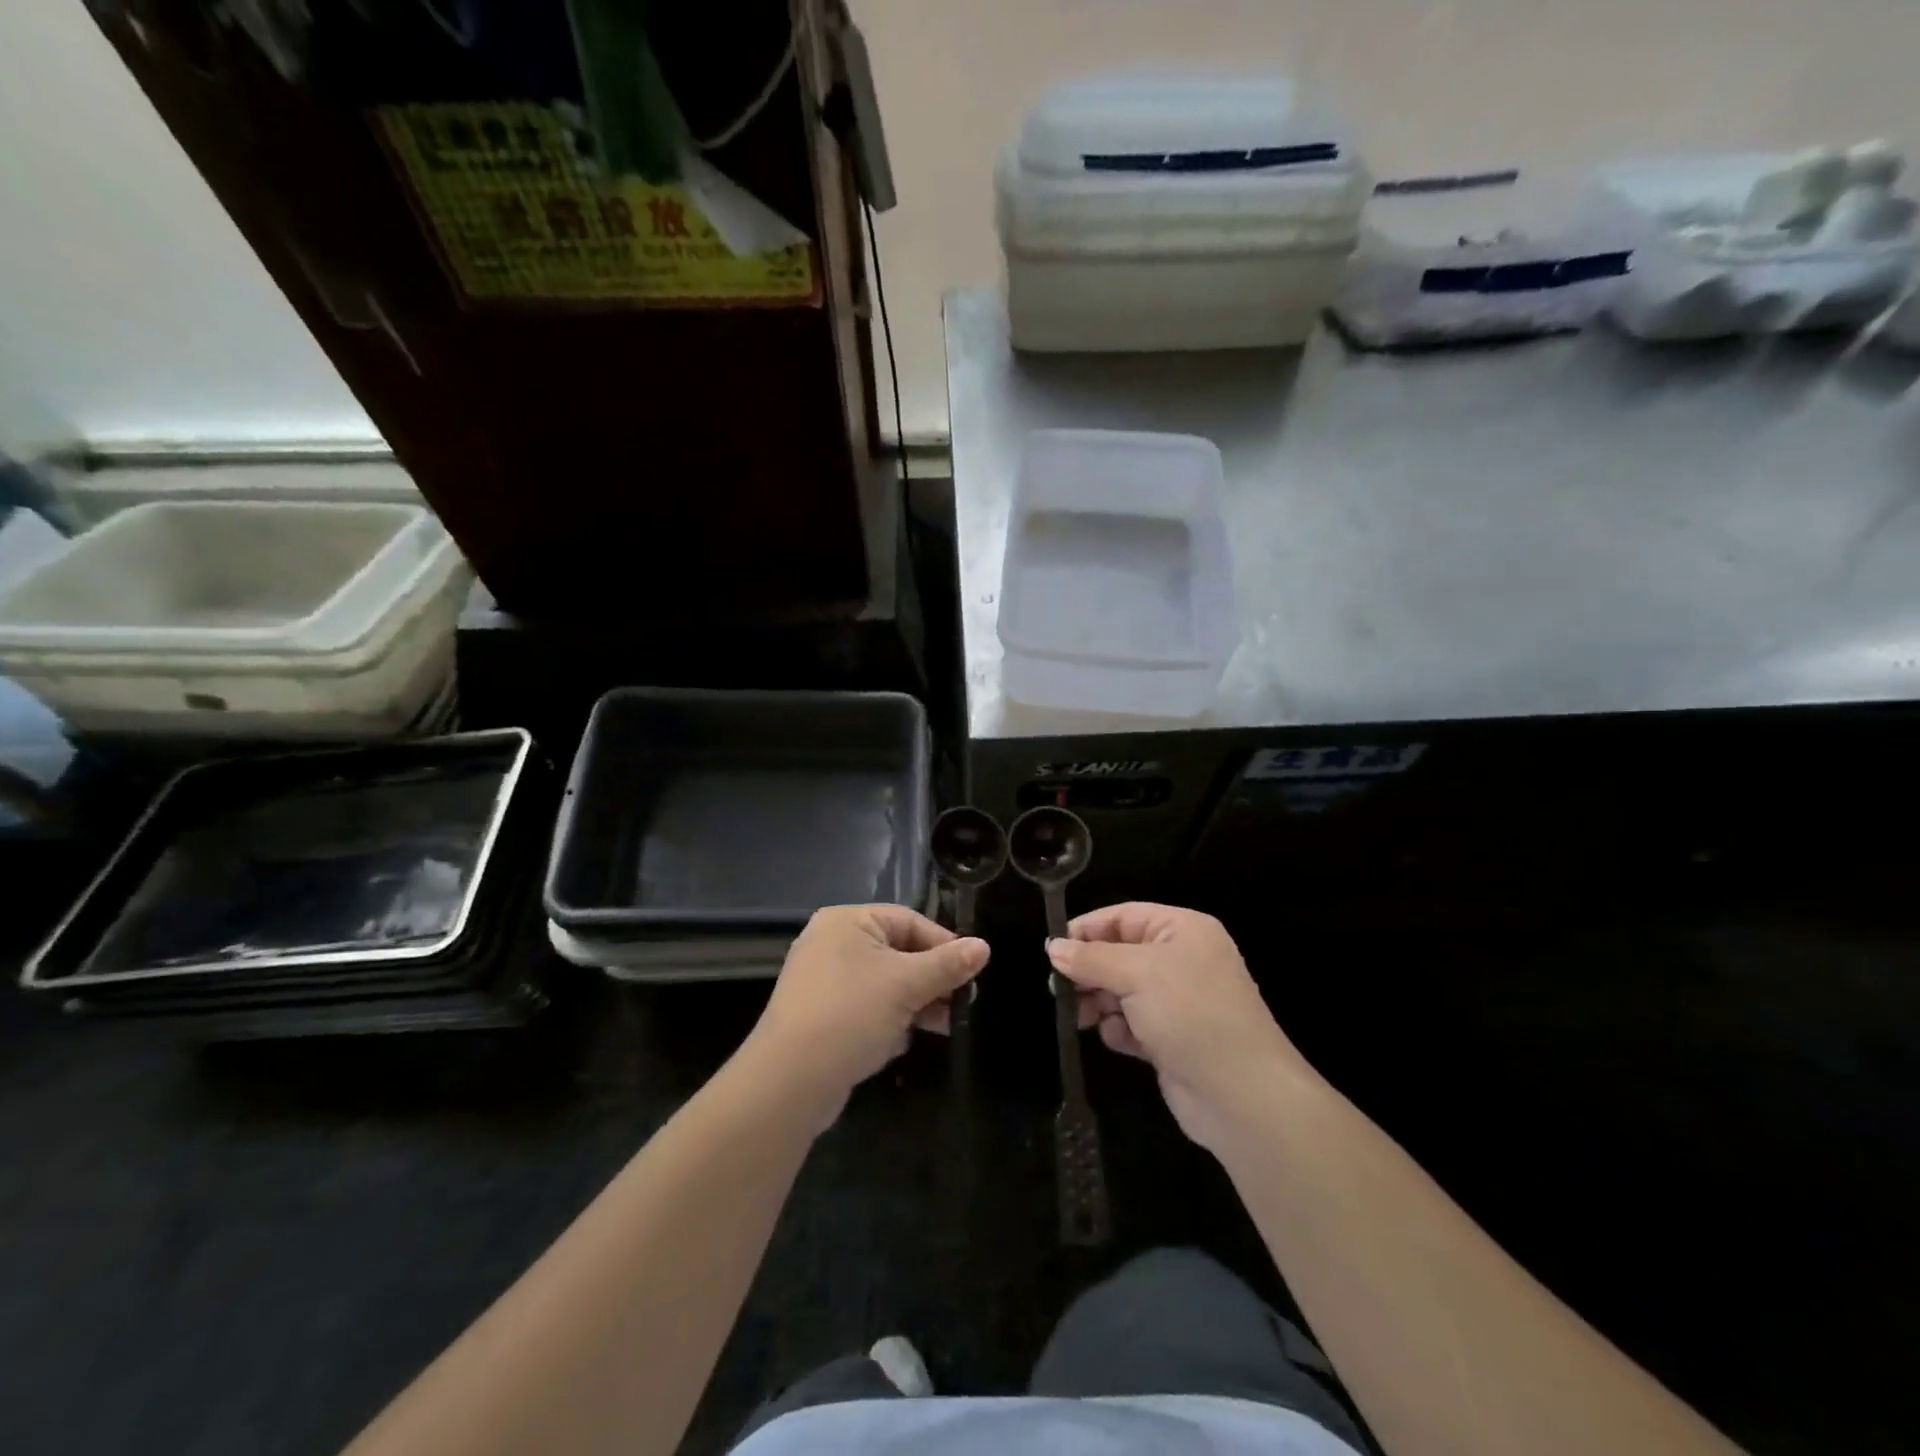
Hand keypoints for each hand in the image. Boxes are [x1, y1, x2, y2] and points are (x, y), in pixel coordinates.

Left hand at [745, 905, 987, 1125]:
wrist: (789, 1082)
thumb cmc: (851, 1014)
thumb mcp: (907, 985)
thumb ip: (947, 965)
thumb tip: (984, 947)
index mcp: (847, 922)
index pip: (909, 921)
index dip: (944, 945)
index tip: (973, 972)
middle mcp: (832, 944)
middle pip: (898, 953)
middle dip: (931, 981)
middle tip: (961, 1005)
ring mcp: (823, 982)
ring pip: (884, 985)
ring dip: (914, 1004)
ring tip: (942, 1027)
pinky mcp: (821, 1018)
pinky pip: (866, 1010)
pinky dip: (887, 1022)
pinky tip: (899, 1043)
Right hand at [1047, 903, 1312, 1151]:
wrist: (1242, 1096)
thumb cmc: (1190, 1015)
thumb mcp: (1136, 974)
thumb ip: (1090, 959)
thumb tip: (1053, 948)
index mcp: (1183, 930)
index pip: (1123, 916)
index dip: (1087, 930)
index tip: (1052, 950)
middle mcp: (1182, 960)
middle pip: (1119, 953)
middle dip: (1090, 972)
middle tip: (1059, 990)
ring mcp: (1178, 1002)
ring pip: (1121, 990)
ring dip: (1101, 1002)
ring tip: (1083, 1018)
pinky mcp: (1172, 1038)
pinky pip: (1132, 1023)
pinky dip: (1120, 1030)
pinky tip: (1120, 1040)